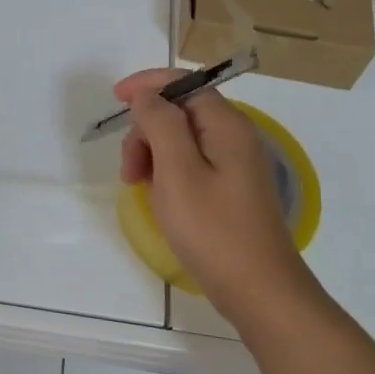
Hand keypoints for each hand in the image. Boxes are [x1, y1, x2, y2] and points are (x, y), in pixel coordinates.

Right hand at [115, 68, 310, 325]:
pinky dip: (166, 171)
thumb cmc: (213, 229)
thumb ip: (159, 124)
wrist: (259, 290)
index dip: (146, 85)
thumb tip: (146, 95)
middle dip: (145, 130)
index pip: (183, 83)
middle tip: (128, 170)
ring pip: (181, 139)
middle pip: (179, 111)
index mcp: (226, 124)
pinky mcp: (229, 188)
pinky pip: (190, 163)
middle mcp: (233, 136)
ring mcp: (234, 164)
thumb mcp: (177, 172)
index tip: (115, 100)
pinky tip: (157, 196)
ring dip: (152, 154)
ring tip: (138, 187)